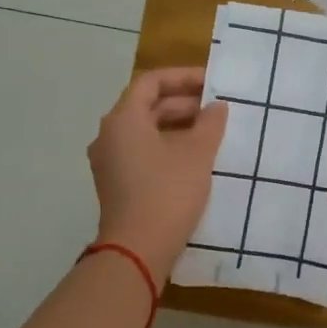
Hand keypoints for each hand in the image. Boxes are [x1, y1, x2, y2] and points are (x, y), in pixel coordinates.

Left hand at [88, 68, 227, 279]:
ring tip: (210, 131)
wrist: (138, 249)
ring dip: (177, 126)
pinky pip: (142, 151)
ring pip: (145, 130)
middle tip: (216, 107)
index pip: (151, 82)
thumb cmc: (168, 192)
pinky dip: (167, 146)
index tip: (212, 82)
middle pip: (146, 106)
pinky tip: (193, 157)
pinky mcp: (116, 183)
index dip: (183, 77)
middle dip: (183, 103)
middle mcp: (109, 135)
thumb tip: (216, 107)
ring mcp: (110, 161)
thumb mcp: (197, 154)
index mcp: (123, 119)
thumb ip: (210, 124)